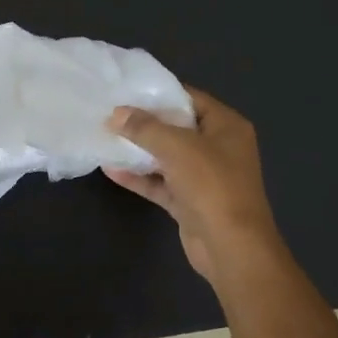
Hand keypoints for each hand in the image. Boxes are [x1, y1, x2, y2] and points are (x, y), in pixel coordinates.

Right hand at [105, 87, 280, 281]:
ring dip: (139, 151)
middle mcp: (218, 148)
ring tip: (106, 138)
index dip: (160, 93)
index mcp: (227, 126)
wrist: (231, 247)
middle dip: (145, 123)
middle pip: (177, 128)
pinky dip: (139, 177)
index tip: (128, 90)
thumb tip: (116, 114)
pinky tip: (111, 170)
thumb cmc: (212, 185)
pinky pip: (161, 183)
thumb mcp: (177, 147)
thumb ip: (145, 128)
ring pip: (167, 157)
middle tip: (111, 113)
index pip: (191, 99)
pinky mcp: (189, 201)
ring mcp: (204, 177)